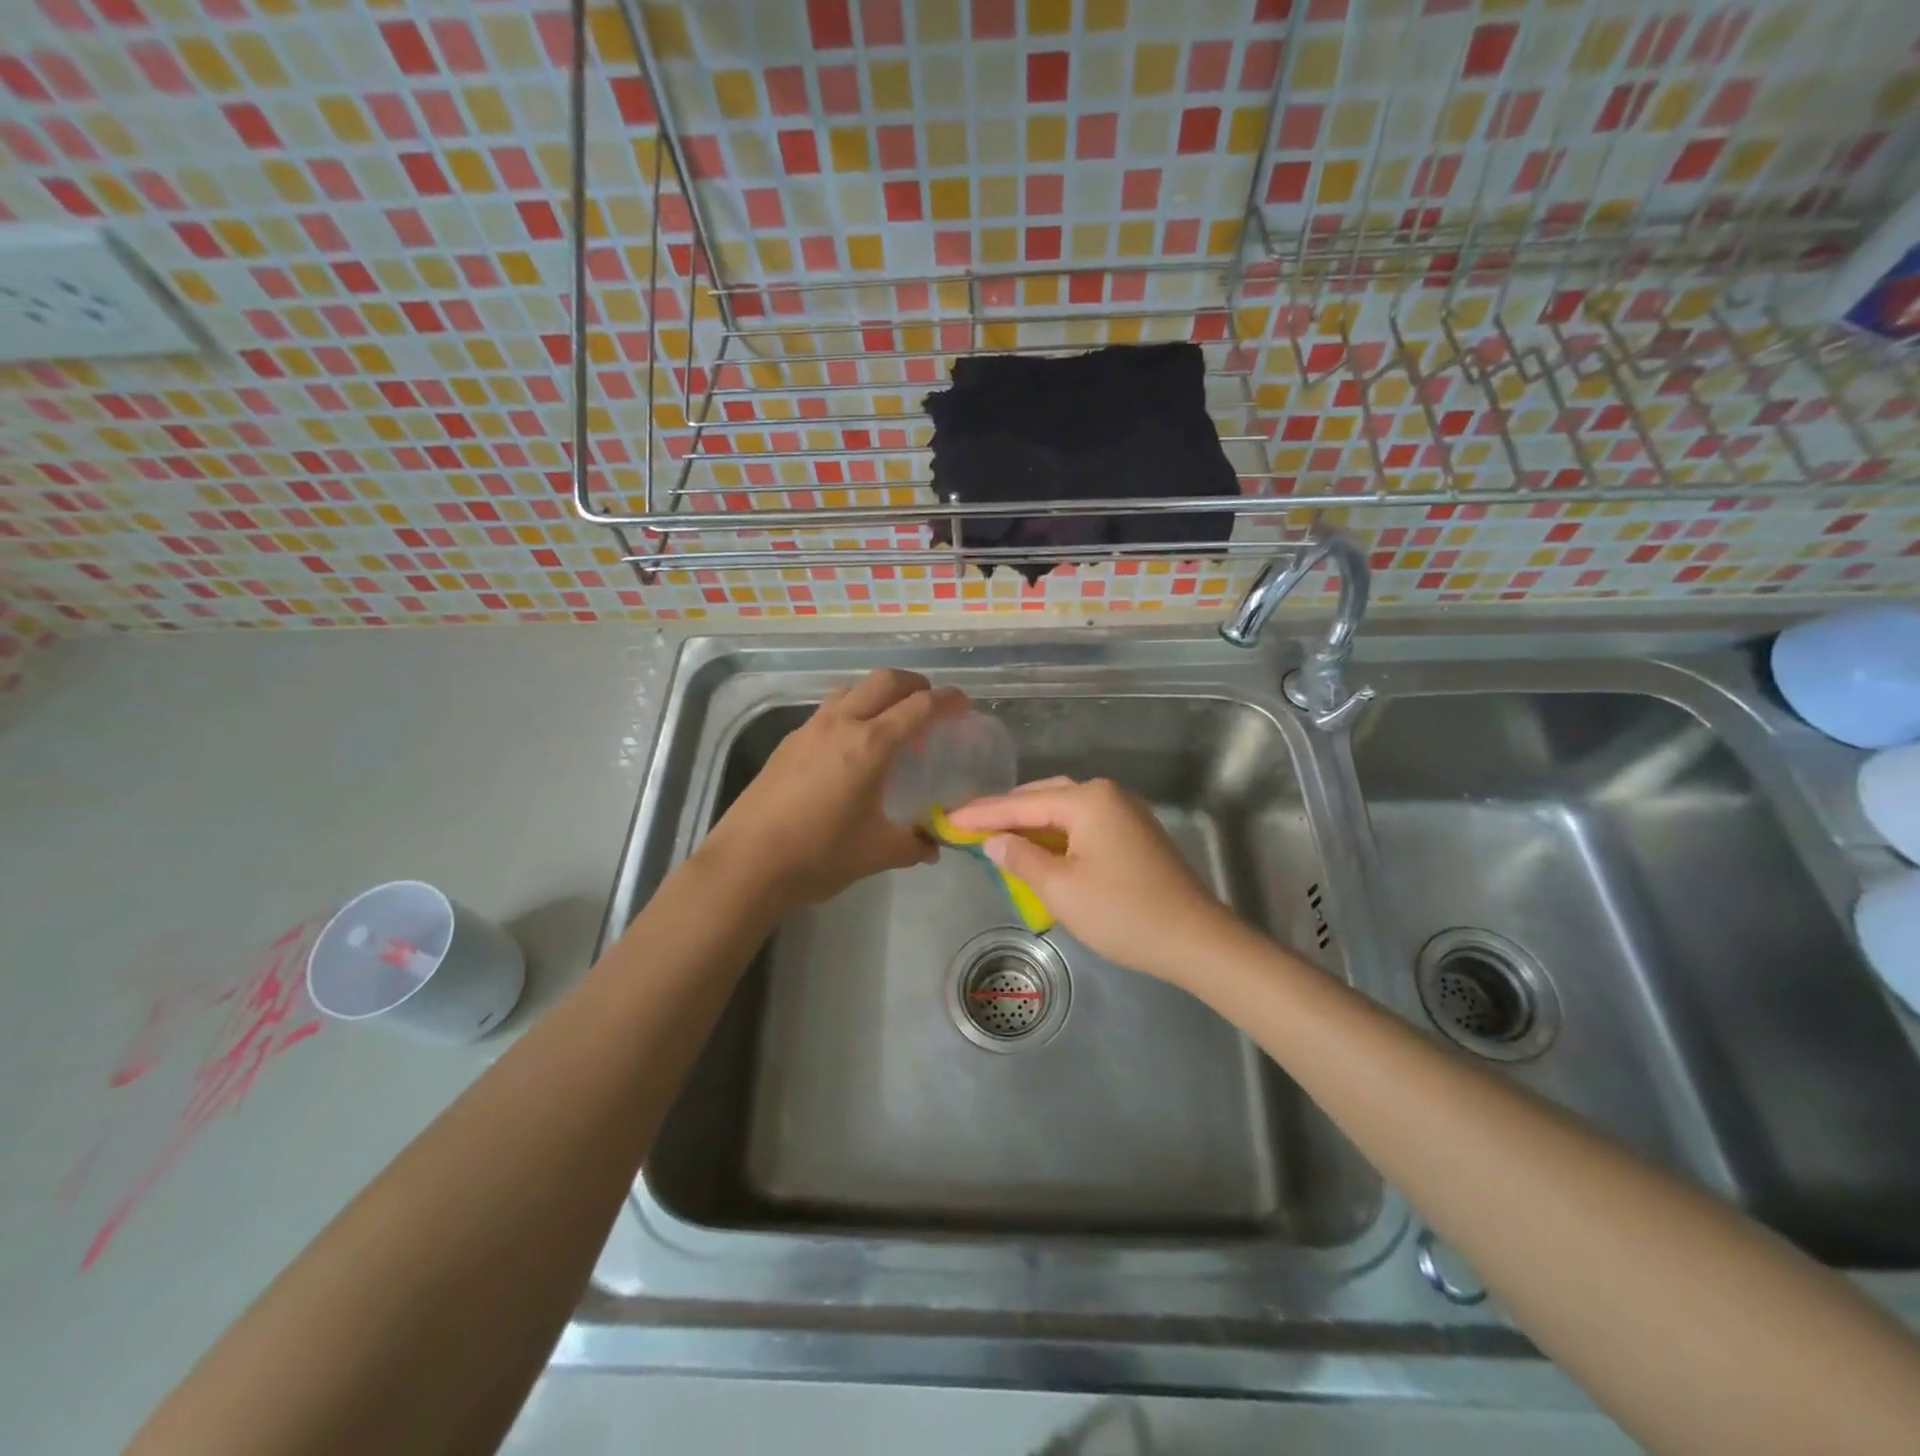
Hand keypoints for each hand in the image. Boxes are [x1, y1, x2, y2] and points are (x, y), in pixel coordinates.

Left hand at [702, 668, 962, 909]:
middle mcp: (841, 724)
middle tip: (930, 703)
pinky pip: (829, 710)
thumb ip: (914, 844)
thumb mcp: (877, 853)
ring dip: (878, 693)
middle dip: (914, 684)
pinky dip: (852, 710)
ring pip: (852, 690)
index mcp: (871, 745)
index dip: (947, 701)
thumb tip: (934, 845)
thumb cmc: (819, 855)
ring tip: (891, 719)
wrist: (747, 864)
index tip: (963, 706)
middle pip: (884, 681)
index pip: (919, 706)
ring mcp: (810, 729)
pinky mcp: (789, 742)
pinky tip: (851, 745)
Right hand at [945, 777, 1248, 985]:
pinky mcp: (1135, 833)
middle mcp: (1107, 794)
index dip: (982, 814)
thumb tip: (994, 840)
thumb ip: (1021, 858)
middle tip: (968, 825)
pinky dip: (1056, 832)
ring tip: (998, 835)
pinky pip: (1084, 823)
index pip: (1022, 803)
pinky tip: (1041, 847)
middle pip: (1044, 796)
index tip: (948, 818)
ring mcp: (1125, 812)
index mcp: (1088, 800)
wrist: (1195, 939)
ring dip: (1031, 821)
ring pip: (1065, 809)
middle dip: (1006, 812)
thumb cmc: (1122, 912)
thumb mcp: (1060, 889)